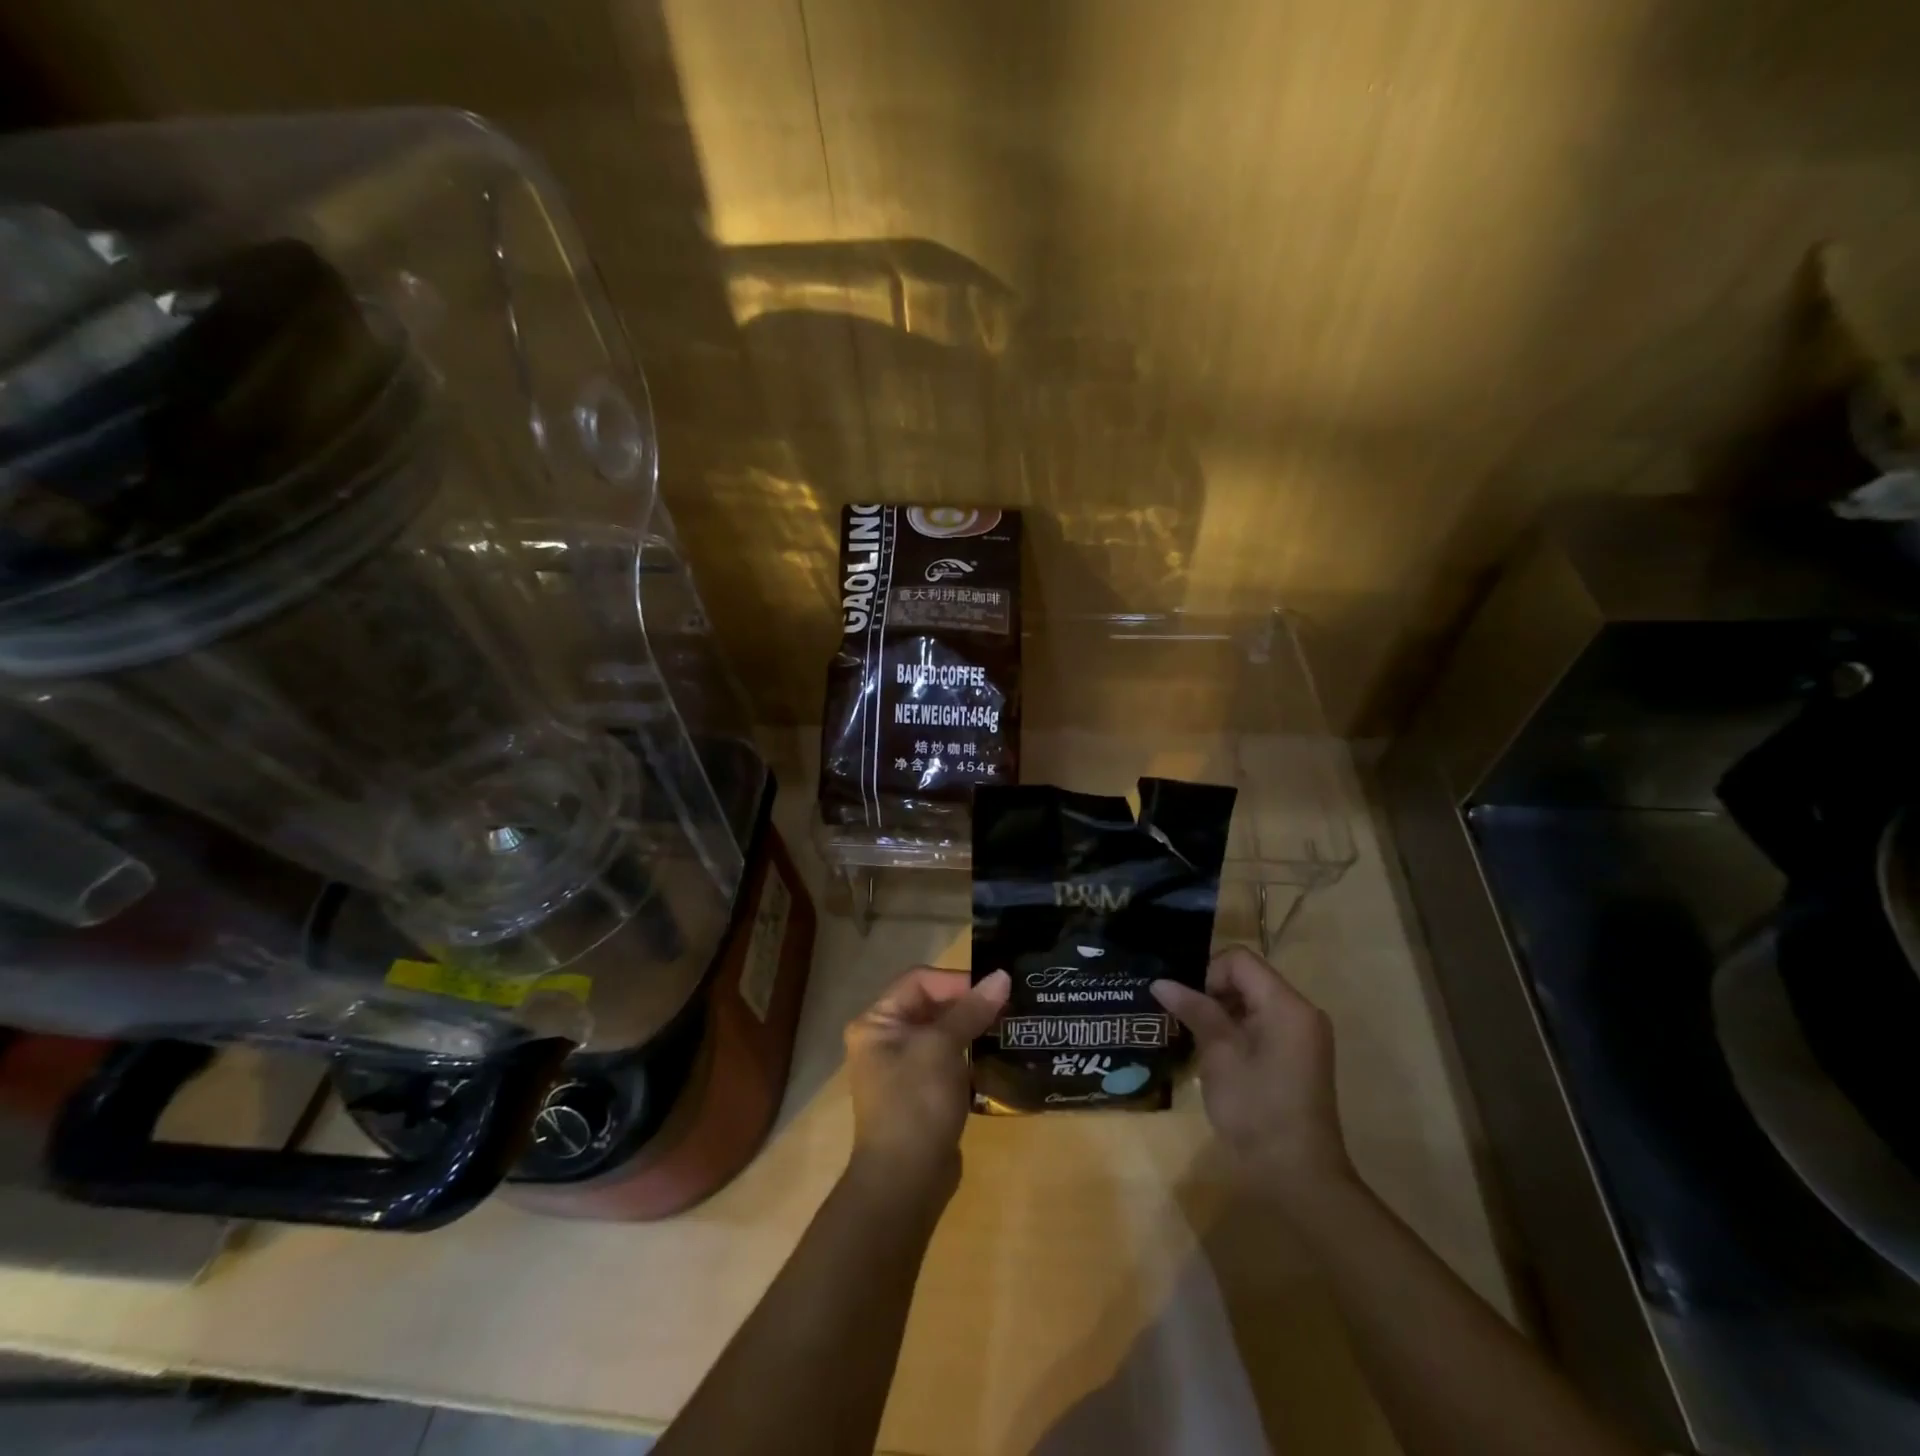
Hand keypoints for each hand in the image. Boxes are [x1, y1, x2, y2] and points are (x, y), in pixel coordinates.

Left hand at [843, 967, 1009, 1198]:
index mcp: (877, 1022)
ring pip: (942, 1033)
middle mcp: (884, 1040)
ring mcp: (902, 1068)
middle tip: (1008, 1006)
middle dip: (968, 1004)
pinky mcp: (921, 1093)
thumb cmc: (916, 1102)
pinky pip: (947, 1060)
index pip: (919, 981)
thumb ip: (971, 1010)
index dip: (957, 981)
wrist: (905, 1182)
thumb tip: (1002, 975)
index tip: (994, 990)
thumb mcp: (943, 1048)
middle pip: (931, 1005)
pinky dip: (969, 1056)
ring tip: (1008, 1027)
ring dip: (972, 1029)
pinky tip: (996, 1057)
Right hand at [1151, 946, 1353, 1208]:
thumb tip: (1161, 982)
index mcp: (1287, 1005)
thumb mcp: (1219, 1055)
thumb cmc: (1256, 1110)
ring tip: (1199, 1042)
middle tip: (1189, 1024)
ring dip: (1223, 1013)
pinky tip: (1219, 1057)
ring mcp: (1303, 1035)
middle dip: (1213, 993)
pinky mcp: (1299, 1055)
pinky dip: (1238, 1030)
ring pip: (1253, 1000)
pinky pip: (1264, 1023)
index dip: (1208, 974)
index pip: (1239, 960)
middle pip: (1248, 977)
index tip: (1191, 1007)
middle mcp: (1301, 1011)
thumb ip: (1194, 1011)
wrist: (1298, 1176)